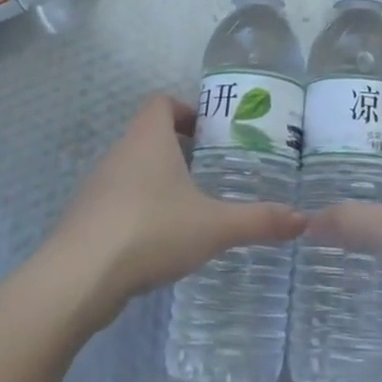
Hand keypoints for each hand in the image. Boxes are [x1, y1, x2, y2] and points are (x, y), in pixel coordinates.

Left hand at [43, 95, 304, 329]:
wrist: (78, 278)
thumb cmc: (150, 231)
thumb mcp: (214, 226)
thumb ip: (259, 221)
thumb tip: (304, 220)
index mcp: (147, 139)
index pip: (161, 103)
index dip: (185, 110)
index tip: (211, 133)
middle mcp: (118, 153)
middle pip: (149, 136)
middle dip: (180, 151)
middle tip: (213, 173)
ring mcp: (97, 187)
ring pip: (133, 170)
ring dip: (159, 183)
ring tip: (192, 209)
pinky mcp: (86, 219)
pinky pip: (119, 202)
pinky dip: (140, 211)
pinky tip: (160, 242)